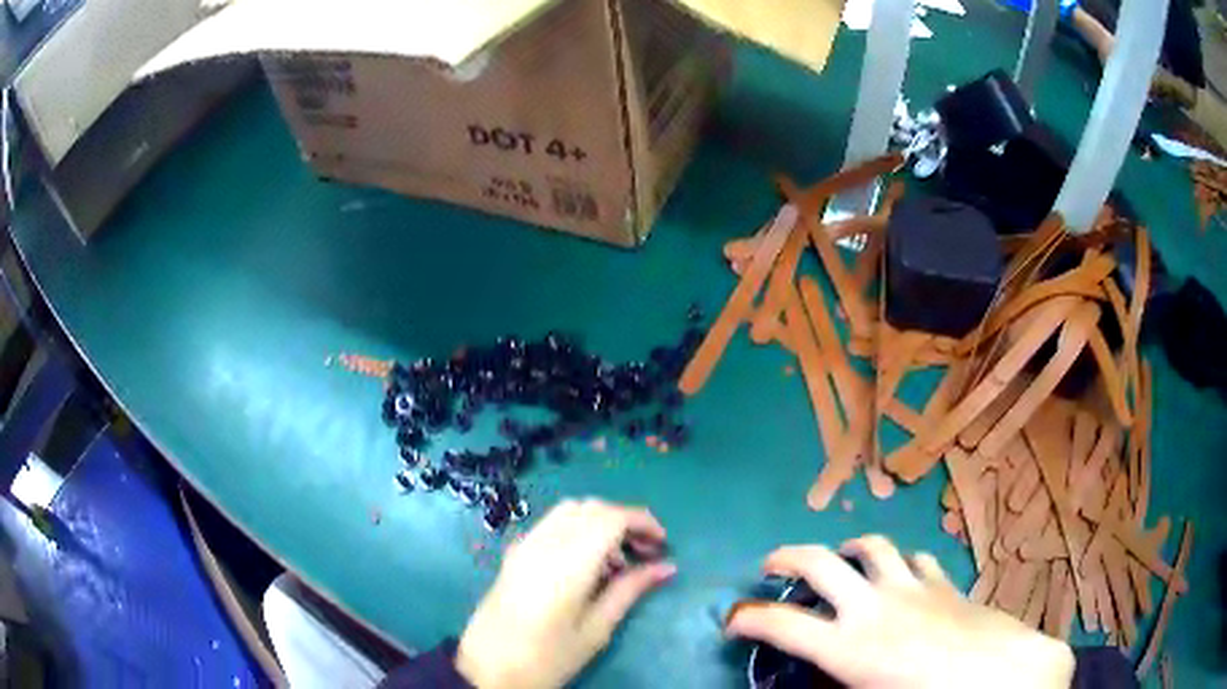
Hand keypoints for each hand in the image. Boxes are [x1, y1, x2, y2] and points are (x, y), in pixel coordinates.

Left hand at [456, 499, 675, 688]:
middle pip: (591, 507)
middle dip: (624, 521)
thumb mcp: (596, 630)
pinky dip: (578, 529)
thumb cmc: (548, 658)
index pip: (611, 517)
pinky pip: (552, 524)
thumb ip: (630, 591)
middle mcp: (543, 543)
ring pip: (570, 510)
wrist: (487, 669)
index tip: (662, 545)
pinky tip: (587, 564)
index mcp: (567, 563)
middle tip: (645, 553)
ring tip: (618, 562)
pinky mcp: (514, 553)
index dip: (642, 522)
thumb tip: (666, 567)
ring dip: (600, 523)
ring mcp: (524, 545)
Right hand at [726, 535, 1074, 688]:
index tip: (731, 621)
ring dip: (849, 549)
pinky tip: (902, 575)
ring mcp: (912, 587)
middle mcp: (873, 606)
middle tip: (771, 564)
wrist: (1001, 675)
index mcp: (849, 646)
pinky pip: (915, 559)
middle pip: (821, 560)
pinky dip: (900, 562)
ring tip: (843, 559)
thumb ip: (840, 687)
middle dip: (786, 556)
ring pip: (873, 546)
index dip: (746, 618)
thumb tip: (824, 682)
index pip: (780, 624)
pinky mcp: (943, 583)